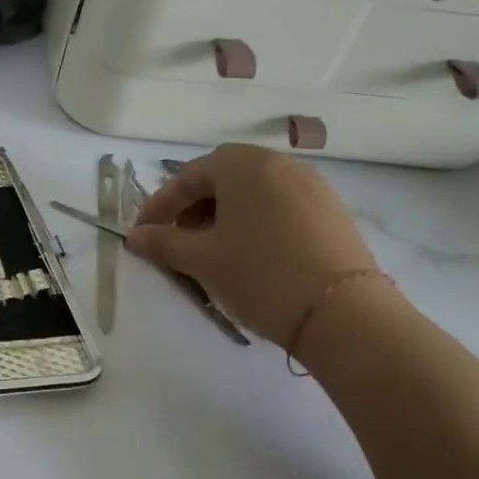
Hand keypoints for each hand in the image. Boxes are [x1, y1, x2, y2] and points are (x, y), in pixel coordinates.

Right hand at [125, 145, 377, 344]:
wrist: (344, 314)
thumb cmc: (259, 274)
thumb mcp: (200, 259)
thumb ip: (162, 243)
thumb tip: (134, 237)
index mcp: (243, 165)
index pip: (187, 177)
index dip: (159, 206)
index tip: (142, 234)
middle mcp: (279, 164)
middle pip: (221, 178)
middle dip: (192, 206)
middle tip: (175, 238)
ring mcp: (312, 186)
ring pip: (251, 192)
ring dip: (222, 214)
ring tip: (209, 249)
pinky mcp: (332, 211)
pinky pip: (278, 205)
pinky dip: (254, 221)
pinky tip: (247, 253)